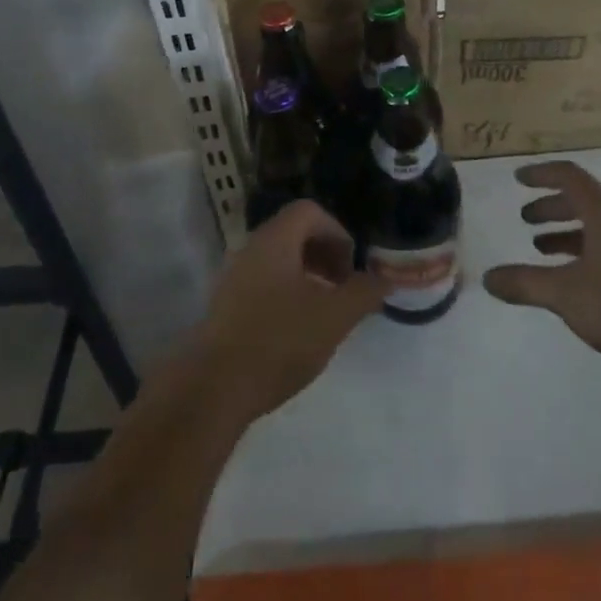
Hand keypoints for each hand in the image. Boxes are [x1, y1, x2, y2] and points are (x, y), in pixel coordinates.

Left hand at [196, 200, 388, 419]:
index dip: (337, 232)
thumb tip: (385, 279)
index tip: (352, 268)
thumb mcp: (334, 317)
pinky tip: (297, 331)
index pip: (309, 211)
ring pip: (279, 260)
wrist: (214, 389)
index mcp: (274, 240)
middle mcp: (250, 249)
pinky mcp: (226, 306)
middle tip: (343, 288)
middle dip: (325, 255)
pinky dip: (287, 293)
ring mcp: (233, 277)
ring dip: (307, 276)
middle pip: (294, 233)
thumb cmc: (279, 341)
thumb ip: (364, 292)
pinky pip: (263, 283)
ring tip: (324, 312)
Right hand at [482, 161, 600, 388]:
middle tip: (525, 219)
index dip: (542, 175)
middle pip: (583, 201)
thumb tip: (488, 278)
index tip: (518, 179)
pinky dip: (585, 256)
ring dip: (568, 234)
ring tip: (542, 250)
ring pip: (597, 229)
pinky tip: (577, 284)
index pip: (569, 176)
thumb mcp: (567, 294)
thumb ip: (525, 284)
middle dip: (551, 207)